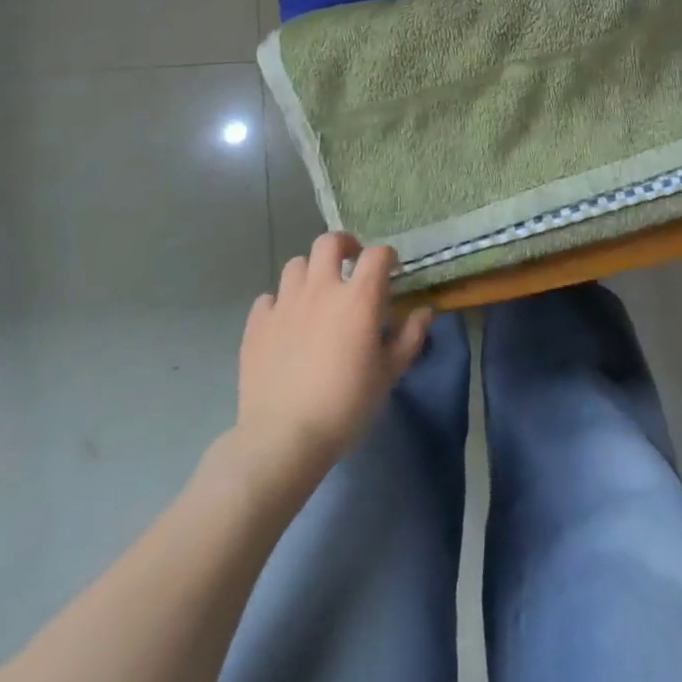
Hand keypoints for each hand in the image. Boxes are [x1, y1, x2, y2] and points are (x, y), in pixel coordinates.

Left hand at [231, 232, 431, 494]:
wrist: (283, 439)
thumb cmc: (346, 405)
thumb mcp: (389, 374)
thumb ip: (410, 337)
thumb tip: (424, 312)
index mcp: (358, 298)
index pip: (377, 254)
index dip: (387, 257)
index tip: (391, 271)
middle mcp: (321, 289)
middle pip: (329, 242)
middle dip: (343, 246)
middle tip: (350, 264)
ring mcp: (284, 304)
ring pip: (296, 265)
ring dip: (310, 273)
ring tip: (316, 295)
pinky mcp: (257, 324)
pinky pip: (268, 298)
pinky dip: (279, 303)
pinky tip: (285, 323)